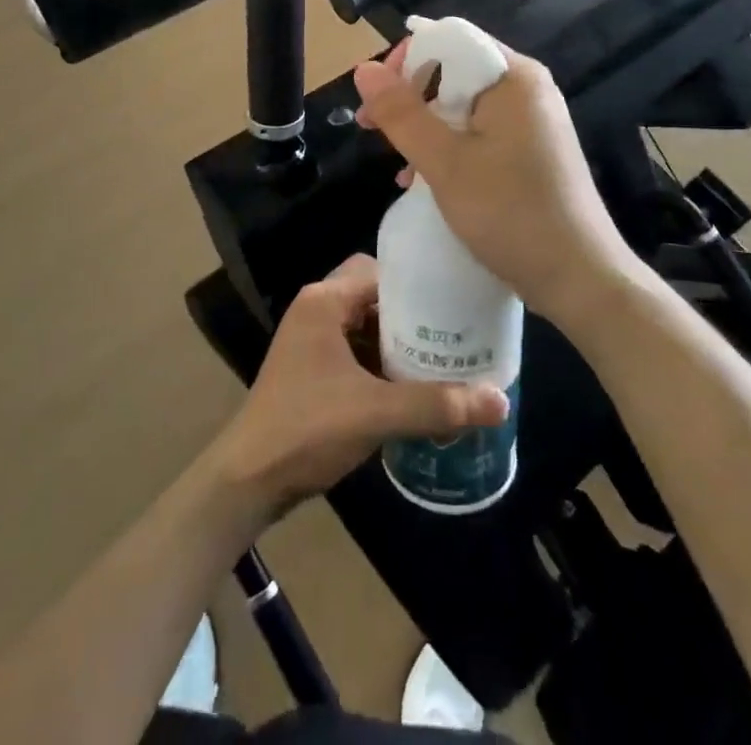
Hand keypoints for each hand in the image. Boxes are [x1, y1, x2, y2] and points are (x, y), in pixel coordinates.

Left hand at [211, 256, 508, 514]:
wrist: (249, 479)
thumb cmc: (308, 428)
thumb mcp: (377, 413)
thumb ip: (437, 404)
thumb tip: (501, 401)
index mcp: (325, 301)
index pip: (380, 271)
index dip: (419, 284)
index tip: (457, 302)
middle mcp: (316, 310)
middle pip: (374, 295)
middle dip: (413, 315)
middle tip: (455, 333)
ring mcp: (311, 341)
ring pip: (365, 324)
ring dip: (398, 341)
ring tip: (443, 358)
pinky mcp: (312, 369)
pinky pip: (355, 351)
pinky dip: (381, 362)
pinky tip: (412, 387)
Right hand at [353, 41, 625, 325]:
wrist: (579, 279)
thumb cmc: (510, 212)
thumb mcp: (445, 162)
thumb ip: (402, 113)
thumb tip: (363, 69)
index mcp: (514, 77)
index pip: (449, 40)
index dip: (406, 61)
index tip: (375, 98)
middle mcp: (527, 89)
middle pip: (456, 71)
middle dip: (411, 98)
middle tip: (373, 130)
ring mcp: (532, 122)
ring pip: (464, 106)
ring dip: (426, 128)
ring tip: (397, 163)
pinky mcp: (532, 152)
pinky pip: (480, 133)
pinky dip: (450, 148)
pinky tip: (424, 180)